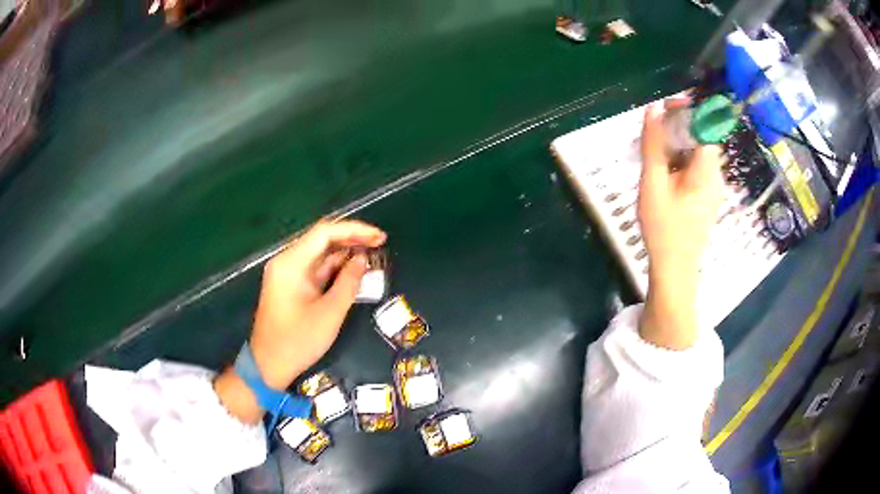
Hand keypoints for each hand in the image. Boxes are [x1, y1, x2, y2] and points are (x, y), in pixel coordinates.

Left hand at [215, 220, 385, 422]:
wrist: (269, 365)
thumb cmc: (298, 341)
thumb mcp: (330, 313)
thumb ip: (349, 282)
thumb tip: (362, 259)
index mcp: (291, 263)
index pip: (325, 232)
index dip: (355, 230)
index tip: (380, 237)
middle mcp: (287, 261)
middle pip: (322, 239)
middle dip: (352, 239)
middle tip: (381, 242)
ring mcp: (287, 273)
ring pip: (320, 254)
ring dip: (345, 252)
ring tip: (373, 253)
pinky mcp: (291, 285)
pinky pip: (315, 269)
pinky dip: (335, 267)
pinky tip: (354, 268)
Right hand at [638, 99, 724, 348]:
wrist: (675, 270)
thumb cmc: (664, 228)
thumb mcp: (653, 183)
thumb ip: (654, 145)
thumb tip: (653, 109)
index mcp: (707, 170)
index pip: (706, 127)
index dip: (689, 110)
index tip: (666, 105)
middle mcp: (716, 176)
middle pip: (702, 138)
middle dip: (679, 127)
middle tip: (653, 129)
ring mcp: (713, 188)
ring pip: (698, 154)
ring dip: (677, 144)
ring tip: (654, 152)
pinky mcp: (706, 197)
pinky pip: (696, 169)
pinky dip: (680, 160)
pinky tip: (663, 172)